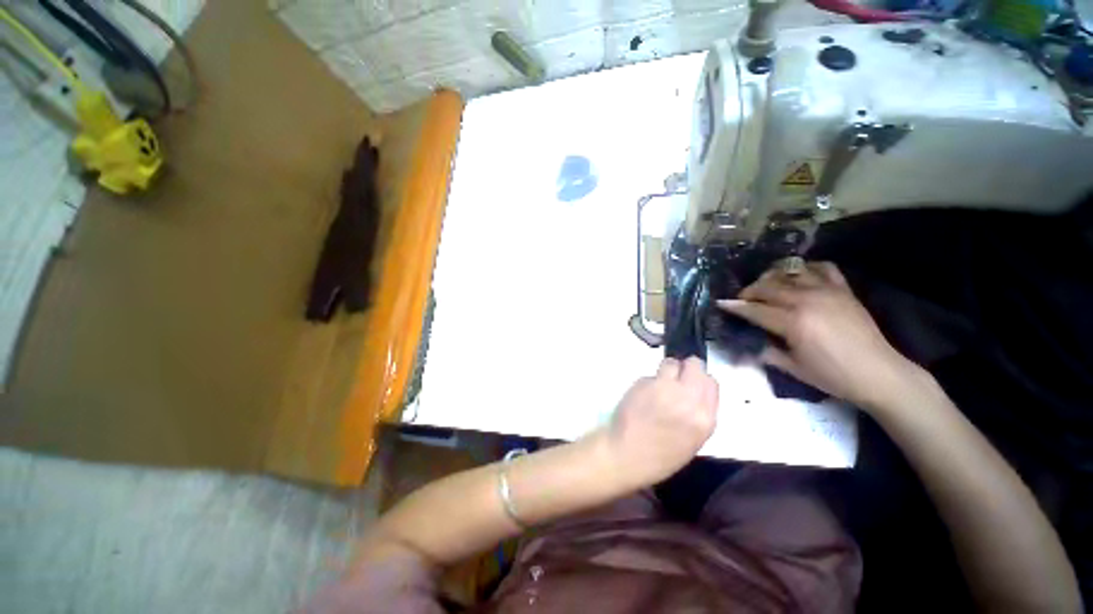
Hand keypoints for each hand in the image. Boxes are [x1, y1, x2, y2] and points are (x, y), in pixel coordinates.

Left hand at [606, 357, 718, 487]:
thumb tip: (695, 389)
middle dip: (686, 368)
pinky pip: (651, 374)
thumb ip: (699, 412)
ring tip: (659, 384)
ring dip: (667, 370)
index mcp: (704, 418)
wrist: (627, 455)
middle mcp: (687, 398)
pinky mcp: (643, 383)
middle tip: (676, 376)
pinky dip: (649, 381)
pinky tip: (643, 394)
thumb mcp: (694, 440)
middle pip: (694, 365)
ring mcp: (664, 388)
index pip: (711, 383)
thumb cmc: (661, 456)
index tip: (693, 381)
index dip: (700, 379)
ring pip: (671, 363)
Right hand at [718, 261, 917, 409]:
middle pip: (768, 286)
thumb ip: (766, 352)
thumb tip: (748, 344)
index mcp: (793, 322)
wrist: (879, 373)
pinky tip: (799, 275)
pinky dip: (806, 268)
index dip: (735, 306)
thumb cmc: (833, 376)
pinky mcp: (843, 289)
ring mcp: (827, 291)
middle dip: (749, 291)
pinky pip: (822, 268)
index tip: (720, 303)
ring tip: (766, 286)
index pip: (755, 309)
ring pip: (790, 273)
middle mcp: (806, 300)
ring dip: (772, 277)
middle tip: (741, 299)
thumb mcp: (793, 368)